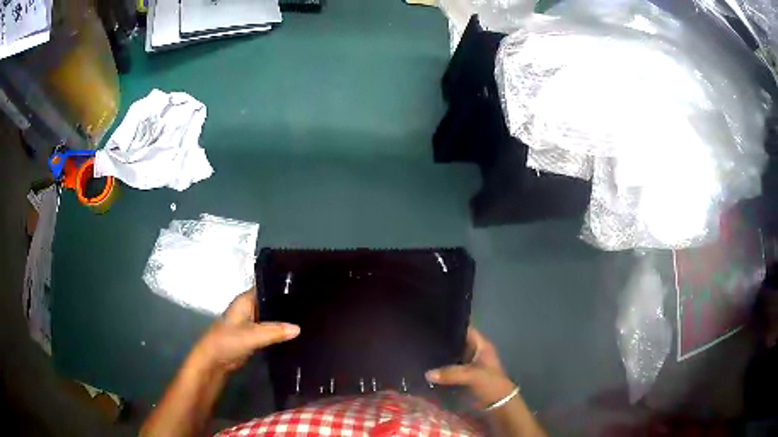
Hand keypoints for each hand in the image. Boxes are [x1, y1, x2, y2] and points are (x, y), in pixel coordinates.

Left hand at [192, 289, 299, 372]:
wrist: (214, 361)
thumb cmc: (228, 341)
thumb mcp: (252, 335)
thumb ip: (274, 331)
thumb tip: (298, 328)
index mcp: (246, 300)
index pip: (267, 286)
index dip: (283, 286)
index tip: (304, 287)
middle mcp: (249, 307)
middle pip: (271, 301)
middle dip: (287, 304)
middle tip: (311, 305)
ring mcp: (251, 321)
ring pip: (272, 316)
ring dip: (284, 318)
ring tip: (307, 317)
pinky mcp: (254, 334)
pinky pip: (270, 329)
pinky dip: (280, 330)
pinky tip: (295, 333)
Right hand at [426, 327, 516, 407]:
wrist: (497, 403)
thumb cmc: (490, 383)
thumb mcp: (472, 376)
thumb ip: (451, 373)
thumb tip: (427, 373)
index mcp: (481, 345)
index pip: (465, 328)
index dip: (451, 325)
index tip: (432, 323)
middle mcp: (474, 351)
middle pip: (456, 341)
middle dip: (441, 341)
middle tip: (421, 338)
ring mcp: (468, 363)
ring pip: (451, 354)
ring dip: (439, 355)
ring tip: (420, 351)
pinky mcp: (463, 374)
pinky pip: (449, 367)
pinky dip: (440, 367)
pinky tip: (426, 366)